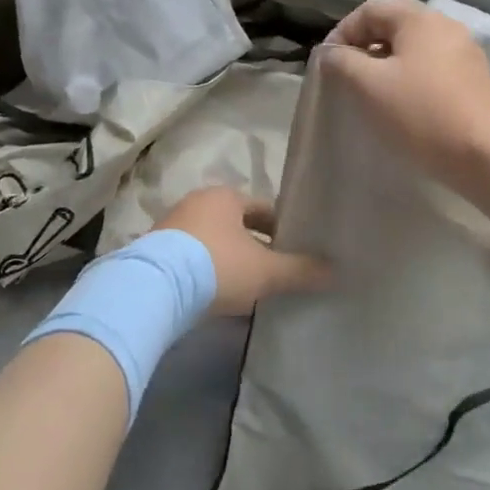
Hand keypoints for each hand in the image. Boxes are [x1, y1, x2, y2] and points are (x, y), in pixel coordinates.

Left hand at [155, 187, 328, 316]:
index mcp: (225, 196)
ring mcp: (172, 225)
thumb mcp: (266, 271)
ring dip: (230, 258)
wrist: (155, 288)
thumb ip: (300, 270)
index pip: (264, 209)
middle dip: (256, 245)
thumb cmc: (218, 267)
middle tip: (275, 271)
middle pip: (237, 224)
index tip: (297, 252)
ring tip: (248, 286)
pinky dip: (207, 270)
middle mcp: (197, 202)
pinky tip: (216, 293)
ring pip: (213, 240)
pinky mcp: (155, 251)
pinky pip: (191, 257)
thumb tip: (334, 270)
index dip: (284, 230)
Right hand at [321, 0, 489, 184]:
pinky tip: (403, 99)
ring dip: (388, 59)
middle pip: (395, 22)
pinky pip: (433, 63)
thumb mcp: (368, 85)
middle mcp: (445, 25)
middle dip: (366, 43)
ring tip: (372, 87)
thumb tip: (332, 53)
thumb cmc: (419, 112)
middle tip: (347, 70)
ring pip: (415, 44)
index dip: (342, 32)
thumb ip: (342, 61)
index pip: (369, 10)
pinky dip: (411, 72)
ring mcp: (464, 50)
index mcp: (419, 19)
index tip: (327, 62)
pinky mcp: (474, 76)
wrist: (482, 152)